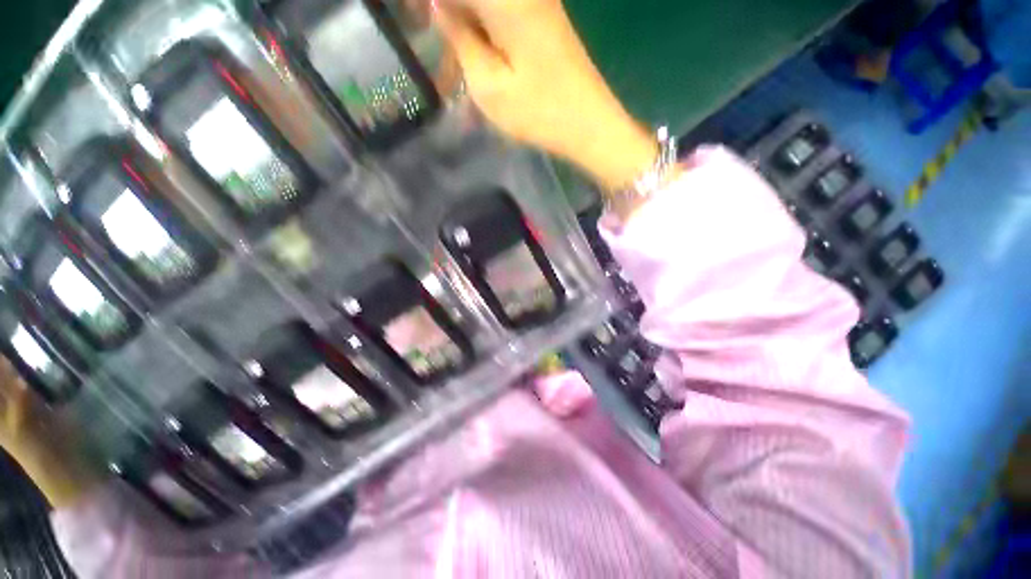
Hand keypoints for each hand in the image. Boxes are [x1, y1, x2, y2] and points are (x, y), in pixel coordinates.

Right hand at [433, 0, 657, 190]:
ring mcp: (535, 1)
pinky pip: (500, 14)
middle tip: (432, 49)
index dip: (426, 3)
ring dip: (463, 28)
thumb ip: (459, 39)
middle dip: (445, 15)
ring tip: (451, 68)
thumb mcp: (488, 86)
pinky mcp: (542, 17)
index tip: (412, 19)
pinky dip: (482, 34)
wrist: (588, 124)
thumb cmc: (539, 113)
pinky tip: (475, 60)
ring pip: (484, 7)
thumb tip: (439, 6)